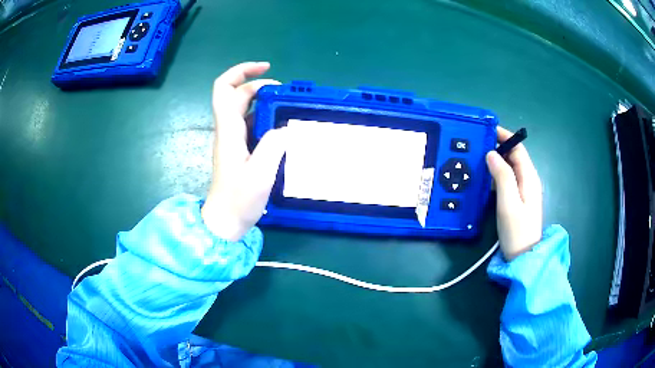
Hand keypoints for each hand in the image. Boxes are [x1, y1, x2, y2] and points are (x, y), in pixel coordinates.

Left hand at [201, 62, 287, 240]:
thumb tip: (285, 128)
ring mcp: (231, 140)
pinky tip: (280, 127)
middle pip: (235, 95)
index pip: (225, 89)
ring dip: (262, 102)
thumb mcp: (261, 174)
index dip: (242, 72)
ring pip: (242, 109)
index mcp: (228, 131)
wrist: (224, 221)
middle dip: (258, 85)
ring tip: (286, 108)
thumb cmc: (239, 200)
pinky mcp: (237, 150)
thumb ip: (274, 146)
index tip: (266, 68)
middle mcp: (227, 130)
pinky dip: (264, 118)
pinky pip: (249, 124)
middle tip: (284, 93)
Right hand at [486, 126, 542, 260]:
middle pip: (515, 157)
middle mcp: (529, 181)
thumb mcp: (508, 203)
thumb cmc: (517, 231)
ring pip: (511, 168)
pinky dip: (497, 173)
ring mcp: (524, 191)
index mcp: (529, 178)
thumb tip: (492, 154)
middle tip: (478, 144)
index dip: (505, 136)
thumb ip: (502, 176)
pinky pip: (508, 179)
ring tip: (478, 157)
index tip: (487, 130)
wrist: (523, 257)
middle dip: (499, 146)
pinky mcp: (518, 200)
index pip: (518, 149)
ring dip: (497, 159)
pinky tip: (486, 177)